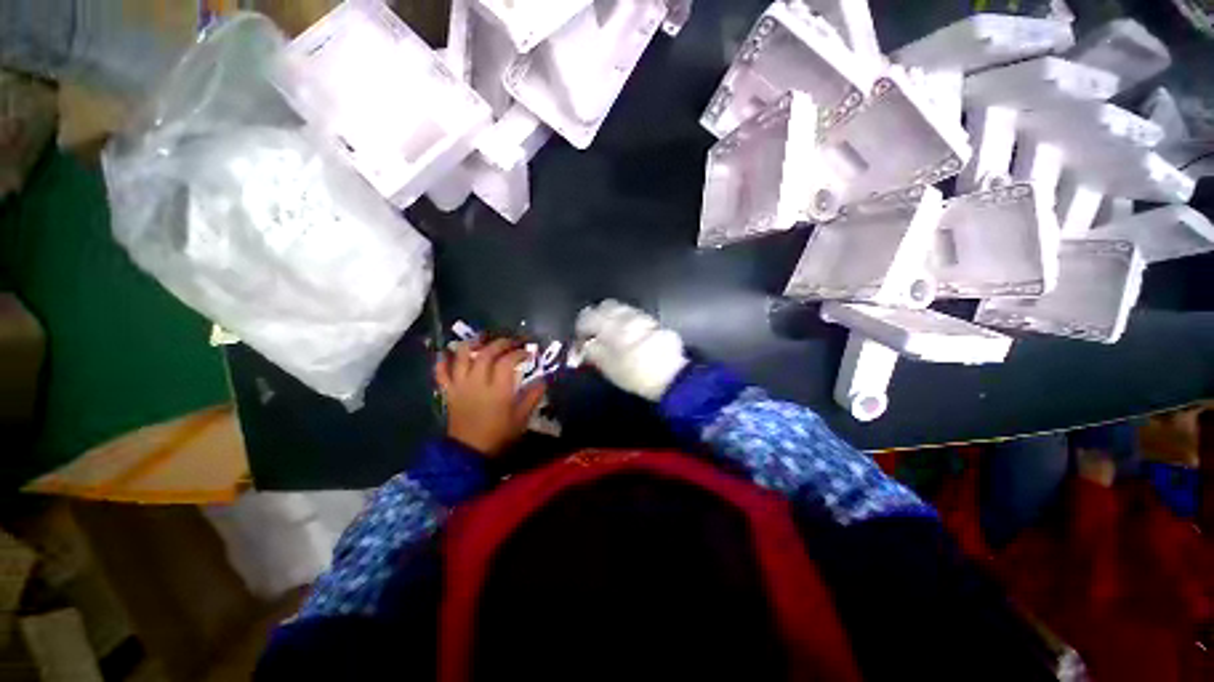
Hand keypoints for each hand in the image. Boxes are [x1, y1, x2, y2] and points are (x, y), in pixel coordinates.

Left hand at [436, 338, 546, 455]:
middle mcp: (477, 383)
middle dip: (501, 343)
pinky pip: (441, 372)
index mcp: (497, 390)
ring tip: (483, 337)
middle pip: (486, 353)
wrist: (469, 453)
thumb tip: (544, 379)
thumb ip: (533, 396)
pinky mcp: (449, 391)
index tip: (529, 352)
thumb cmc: (499, 436)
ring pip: (462, 356)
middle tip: (512, 342)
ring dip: (473, 343)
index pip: (508, 361)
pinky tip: (448, 353)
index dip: (519, 353)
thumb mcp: (522, 418)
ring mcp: (460, 386)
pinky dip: (443, 361)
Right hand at [575, 300, 687, 401]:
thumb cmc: (633, 372)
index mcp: (608, 324)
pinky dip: (628, 322)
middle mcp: (624, 315)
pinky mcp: (654, 322)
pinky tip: (631, 335)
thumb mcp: (606, 366)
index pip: (587, 316)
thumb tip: (585, 345)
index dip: (581, 327)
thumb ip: (592, 351)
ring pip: (622, 309)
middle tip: (596, 333)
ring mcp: (641, 316)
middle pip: (605, 306)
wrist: (670, 374)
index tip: (581, 339)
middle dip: (598, 316)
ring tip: (614, 335)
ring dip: (614, 317)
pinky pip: (636, 316)